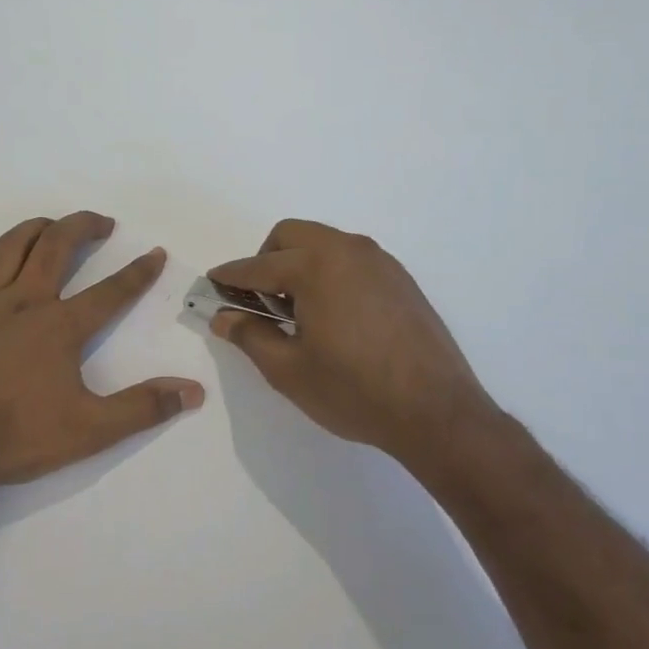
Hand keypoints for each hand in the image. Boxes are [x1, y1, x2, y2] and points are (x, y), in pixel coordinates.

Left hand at [0, 212, 203, 498]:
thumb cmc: (15, 439)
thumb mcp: (90, 430)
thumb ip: (143, 408)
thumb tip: (193, 391)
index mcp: (59, 327)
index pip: (111, 291)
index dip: (138, 271)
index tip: (155, 252)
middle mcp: (21, 301)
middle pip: (57, 246)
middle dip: (84, 227)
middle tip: (103, 223)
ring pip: (9, 245)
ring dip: (35, 228)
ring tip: (53, 226)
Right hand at [207, 219, 499, 464]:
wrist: (437, 412)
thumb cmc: (354, 391)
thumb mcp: (289, 370)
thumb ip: (250, 335)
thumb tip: (223, 316)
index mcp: (316, 266)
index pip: (258, 266)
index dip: (229, 277)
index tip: (211, 284)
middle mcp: (348, 250)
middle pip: (291, 236)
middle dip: (265, 260)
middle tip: (259, 302)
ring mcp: (380, 262)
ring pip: (324, 244)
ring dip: (299, 264)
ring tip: (297, 312)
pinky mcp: (401, 279)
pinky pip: (351, 260)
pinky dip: (329, 273)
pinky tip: (333, 316)